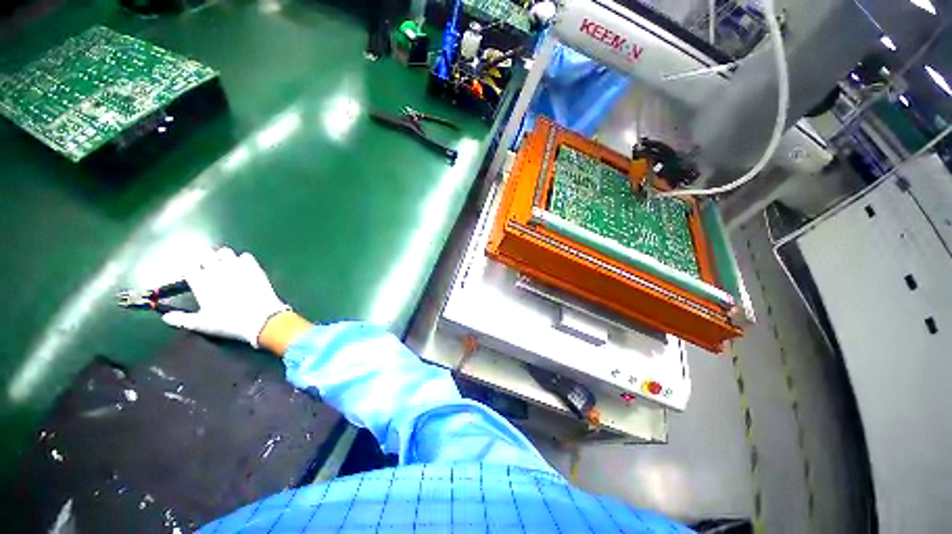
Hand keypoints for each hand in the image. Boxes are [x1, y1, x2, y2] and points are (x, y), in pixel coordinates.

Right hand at [162, 247, 289, 347]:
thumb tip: (165, 317)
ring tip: (225, 266)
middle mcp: (217, 271)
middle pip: (205, 254)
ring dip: (222, 257)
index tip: (192, 275)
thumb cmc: (229, 323)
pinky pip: (246, 256)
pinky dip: (243, 260)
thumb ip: (182, 319)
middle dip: (204, 259)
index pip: (188, 266)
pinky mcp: (255, 269)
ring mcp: (237, 268)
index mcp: (201, 283)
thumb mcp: (202, 324)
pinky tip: (243, 268)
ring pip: (225, 252)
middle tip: (207, 268)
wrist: (262, 319)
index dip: (189, 268)